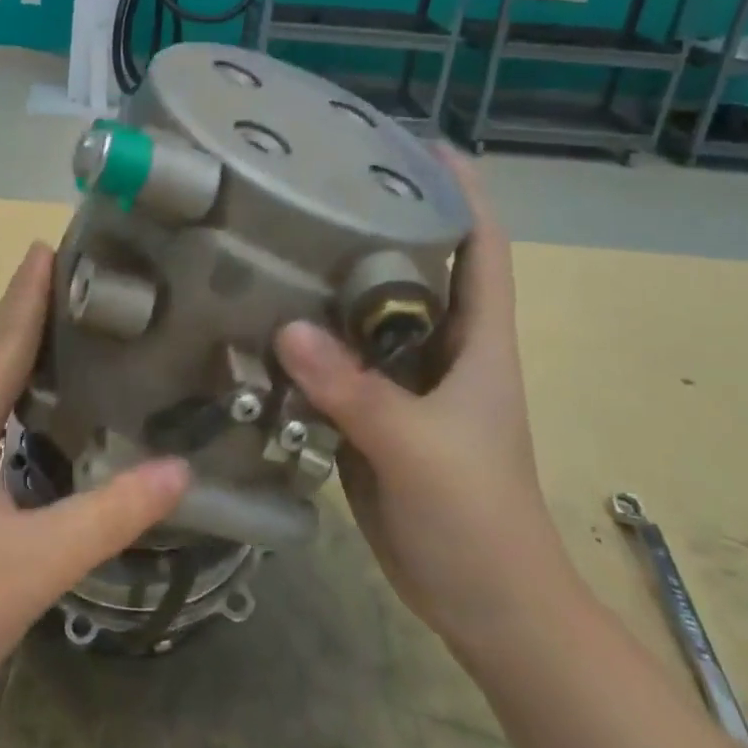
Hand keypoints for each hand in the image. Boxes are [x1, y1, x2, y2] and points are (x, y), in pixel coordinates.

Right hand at [274, 153, 568, 650]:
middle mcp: (441, 347)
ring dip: (331, 280)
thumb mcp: (420, 449)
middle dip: (377, 220)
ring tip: (275, 240)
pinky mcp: (372, 411)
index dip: (460, 189)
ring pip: (367, 312)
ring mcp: (405, 380)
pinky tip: (262, 318)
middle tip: (316, 185)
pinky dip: (307, 338)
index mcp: (477, 339)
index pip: (481, 245)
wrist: (485, 605)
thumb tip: (287, 328)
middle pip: (413, 266)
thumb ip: (356, 390)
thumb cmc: (477, 518)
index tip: (416, 142)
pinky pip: (337, 360)